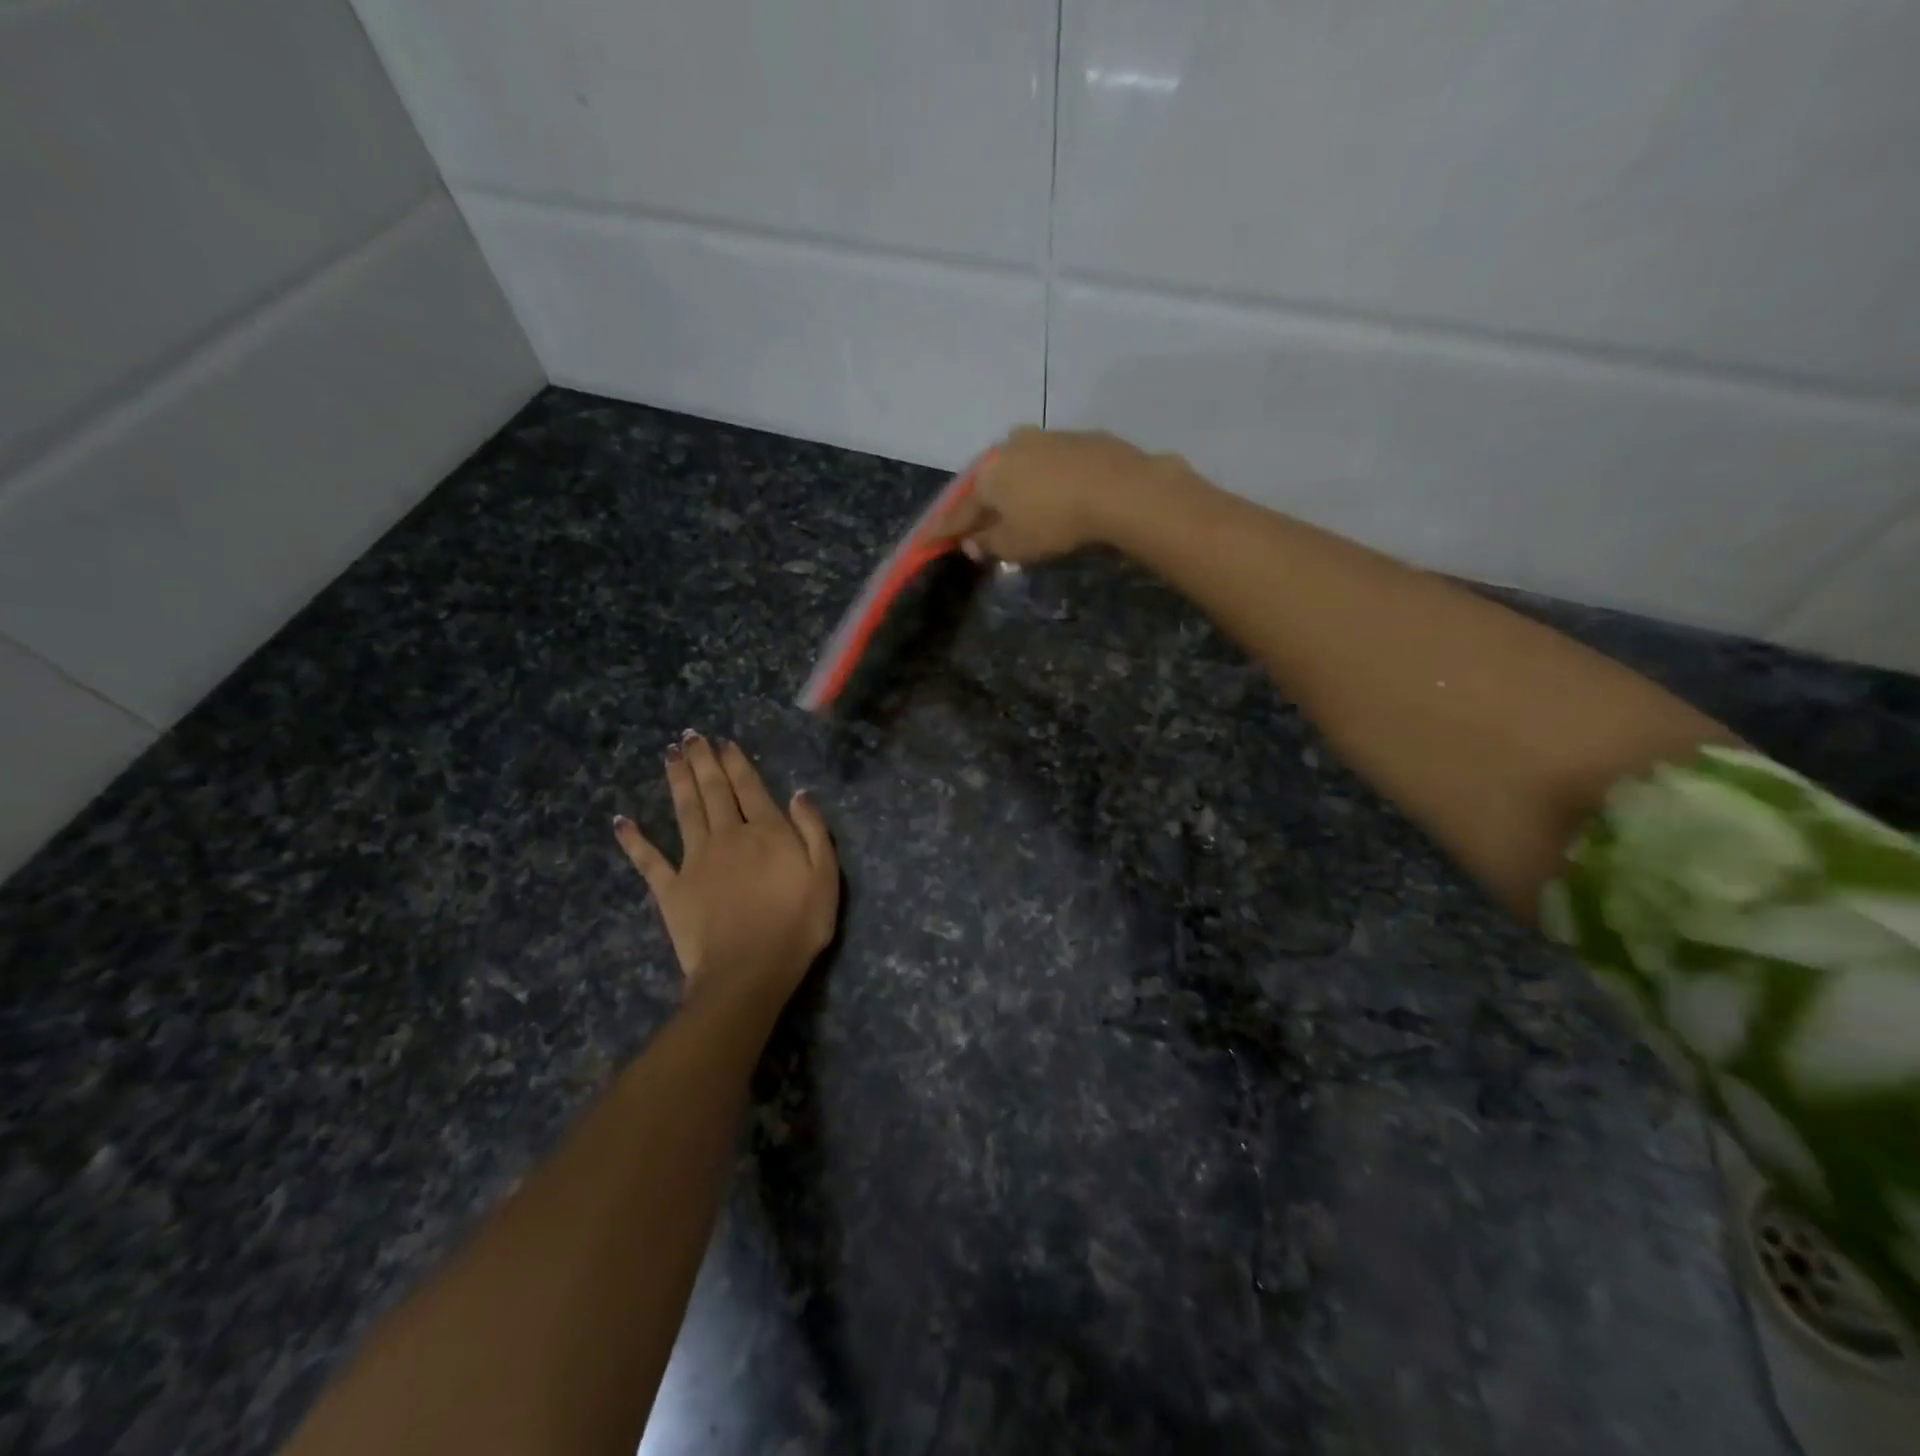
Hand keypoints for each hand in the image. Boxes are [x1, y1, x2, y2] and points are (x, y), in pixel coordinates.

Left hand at [614, 733, 838, 1015]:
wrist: (748, 971)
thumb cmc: (796, 925)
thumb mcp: (825, 876)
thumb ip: (813, 831)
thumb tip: (799, 793)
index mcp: (766, 831)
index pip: (749, 787)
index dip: (736, 763)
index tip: (723, 742)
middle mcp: (727, 835)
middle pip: (713, 790)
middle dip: (702, 761)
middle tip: (690, 736)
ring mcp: (694, 860)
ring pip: (684, 811)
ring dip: (677, 781)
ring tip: (670, 756)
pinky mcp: (670, 888)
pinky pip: (648, 859)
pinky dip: (633, 839)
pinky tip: (621, 821)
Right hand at [936, 425, 1175, 564]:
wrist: (1118, 488)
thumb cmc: (1055, 522)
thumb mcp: (1016, 545)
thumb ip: (988, 544)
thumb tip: (970, 542)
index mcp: (988, 477)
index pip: (958, 511)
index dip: (943, 530)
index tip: (926, 541)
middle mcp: (1009, 449)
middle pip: (987, 482)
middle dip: (982, 503)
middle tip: (979, 522)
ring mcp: (1043, 437)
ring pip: (1018, 465)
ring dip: (1014, 485)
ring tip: (1019, 504)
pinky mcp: (1076, 437)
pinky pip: (1049, 461)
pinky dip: (1045, 477)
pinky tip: (1055, 490)